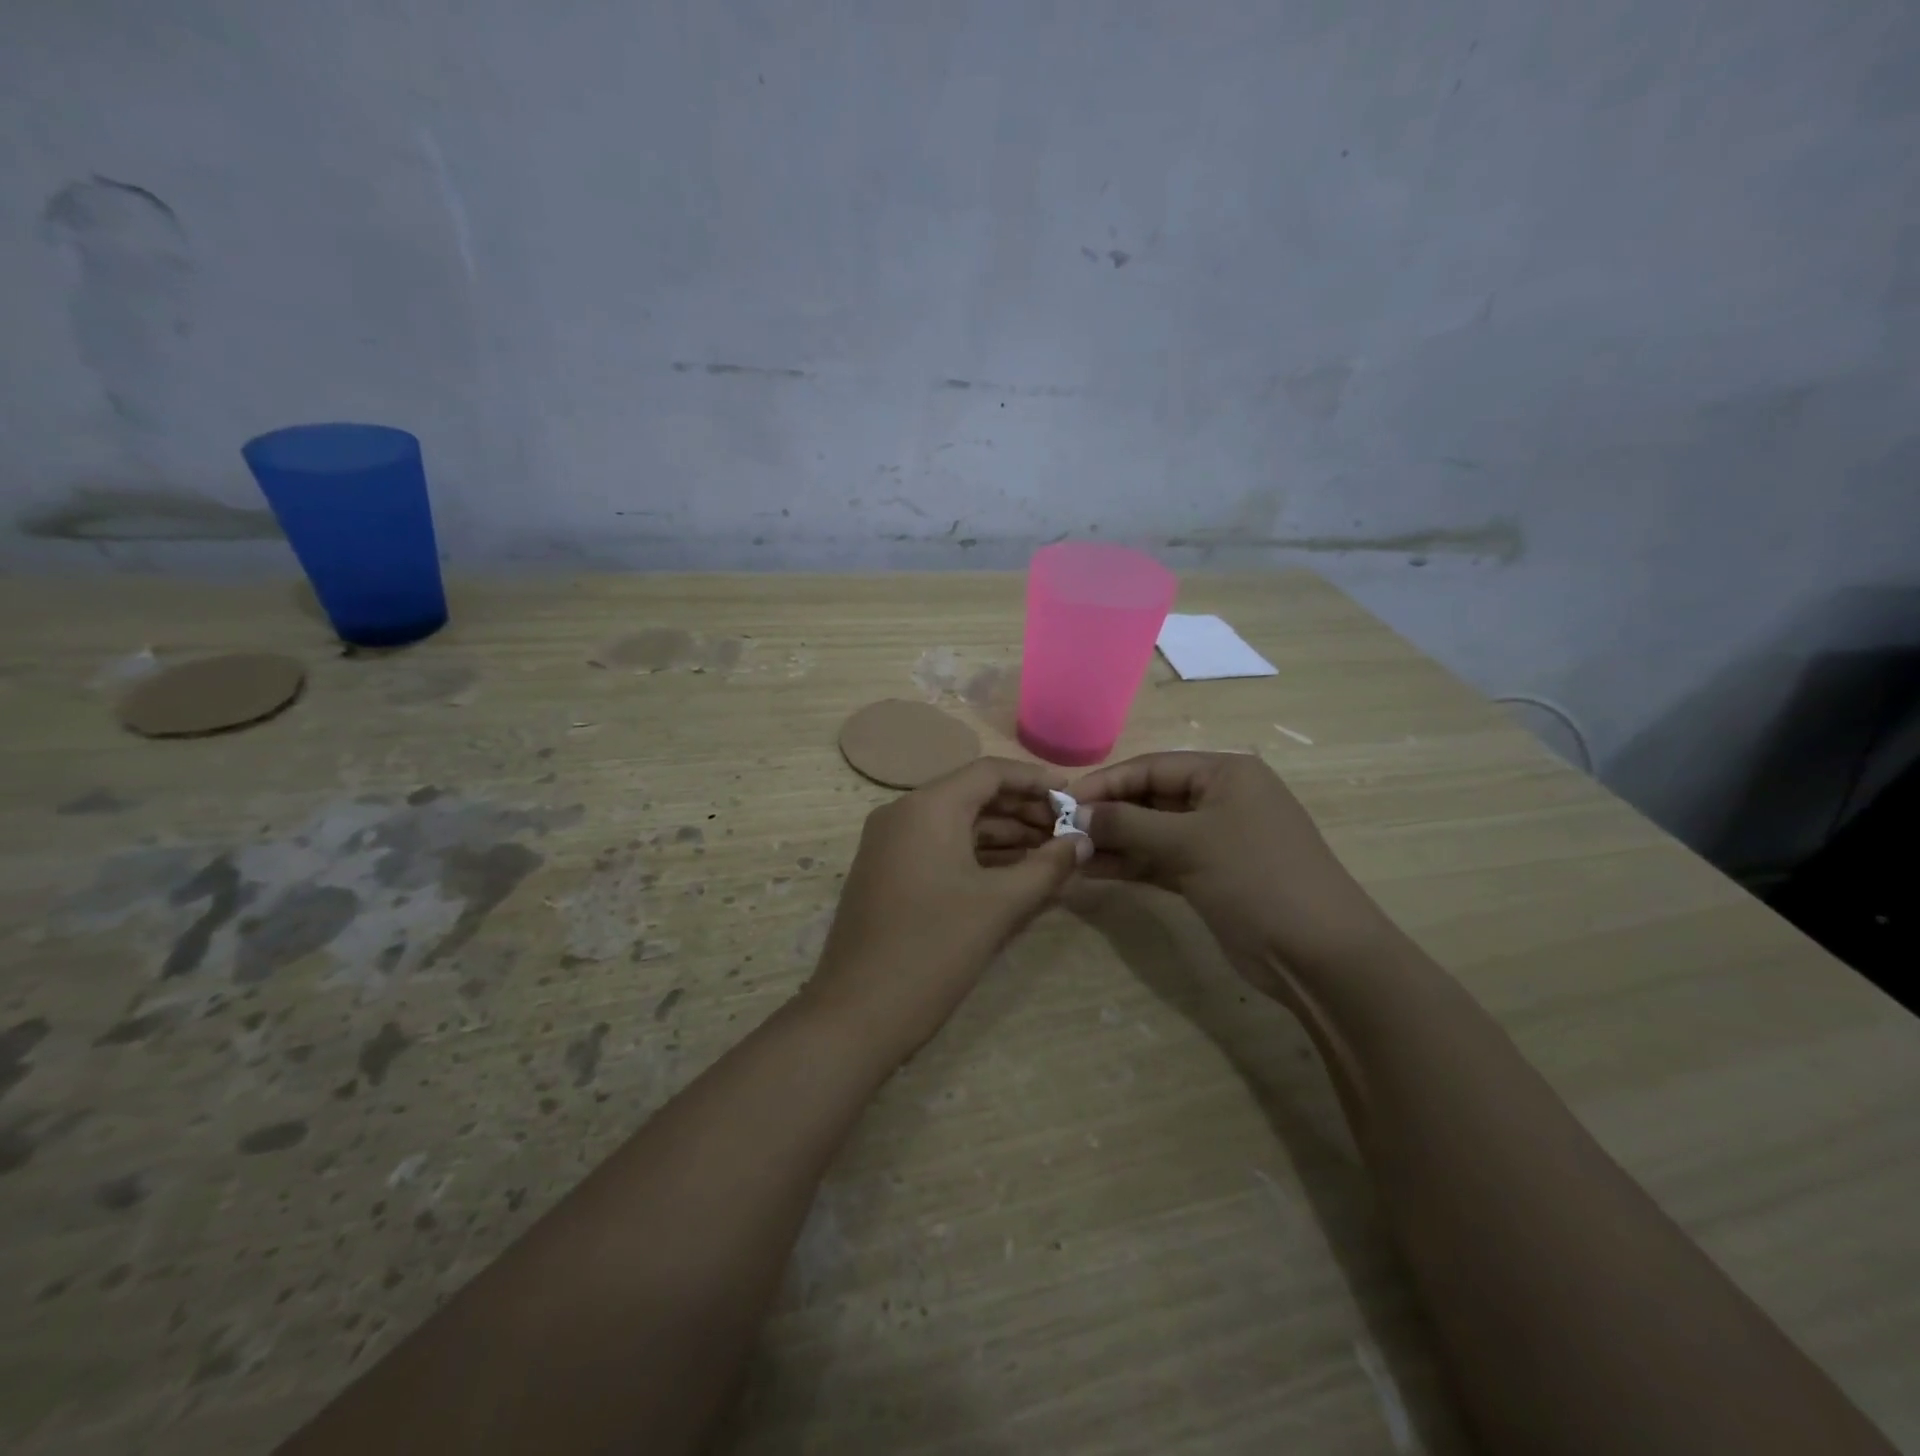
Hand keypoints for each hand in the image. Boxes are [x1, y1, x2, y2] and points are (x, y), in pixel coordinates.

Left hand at [804, 758, 1087, 1055]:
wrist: (857, 1013)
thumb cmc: (934, 949)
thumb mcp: (999, 906)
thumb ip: (1047, 867)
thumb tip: (1083, 840)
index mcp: (927, 807)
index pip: (989, 772)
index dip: (1036, 781)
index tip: (1074, 797)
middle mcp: (903, 813)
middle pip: (973, 795)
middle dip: (1023, 811)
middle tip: (1068, 832)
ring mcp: (891, 843)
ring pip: (957, 824)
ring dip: (1004, 835)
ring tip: (1052, 853)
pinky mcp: (888, 872)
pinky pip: (940, 848)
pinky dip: (978, 855)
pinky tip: (1015, 873)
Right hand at [1069, 752, 1393, 998]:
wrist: (1319, 954)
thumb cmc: (1257, 878)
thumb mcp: (1190, 843)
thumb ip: (1128, 825)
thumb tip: (1076, 815)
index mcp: (1225, 774)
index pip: (1152, 767)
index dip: (1106, 782)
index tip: (1062, 800)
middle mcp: (1220, 799)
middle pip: (1150, 798)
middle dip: (1107, 814)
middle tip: (1060, 830)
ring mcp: (1215, 840)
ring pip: (1152, 833)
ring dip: (1113, 842)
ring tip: (1067, 853)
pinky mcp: (1209, 875)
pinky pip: (1160, 861)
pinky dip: (1130, 865)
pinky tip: (1093, 871)